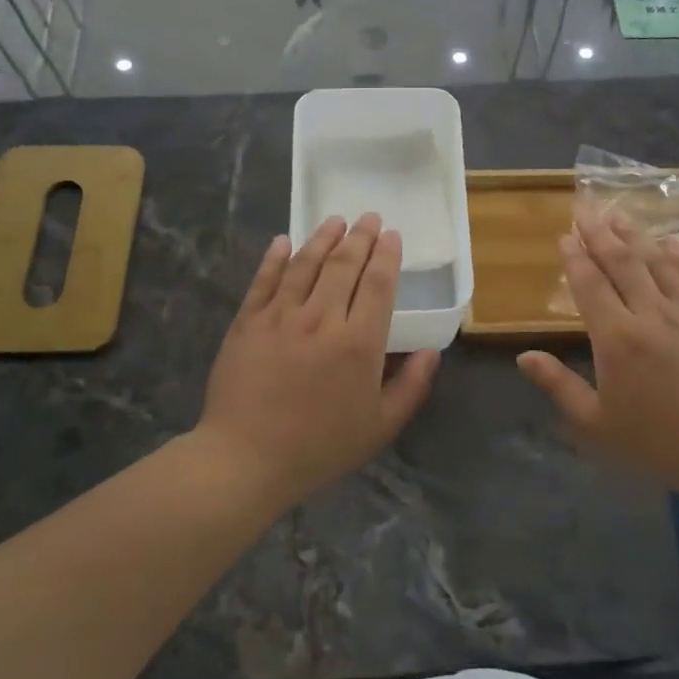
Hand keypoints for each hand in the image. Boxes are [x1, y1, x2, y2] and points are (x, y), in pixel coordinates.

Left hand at [198, 213, 439, 504]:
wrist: (246, 459)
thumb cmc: (320, 447)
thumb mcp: (380, 427)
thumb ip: (411, 386)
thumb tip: (432, 351)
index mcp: (358, 343)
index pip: (377, 284)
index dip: (386, 255)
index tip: (392, 235)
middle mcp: (321, 319)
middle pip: (343, 265)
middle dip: (360, 237)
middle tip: (369, 218)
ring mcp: (280, 317)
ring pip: (305, 265)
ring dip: (323, 238)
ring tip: (335, 221)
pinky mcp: (247, 322)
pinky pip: (264, 281)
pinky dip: (275, 257)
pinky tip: (284, 241)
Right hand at [517, 211, 678, 497]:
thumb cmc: (655, 442)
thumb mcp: (595, 422)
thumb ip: (558, 384)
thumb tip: (524, 356)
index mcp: (617, 338)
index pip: (590, 285)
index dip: (575, 258)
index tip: (564, 234)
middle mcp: (650, 315)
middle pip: (622, 263)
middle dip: (600, 234)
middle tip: (585, 209)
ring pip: (657, 264)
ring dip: (636, 237)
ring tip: (619, 215)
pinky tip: (671, 242)